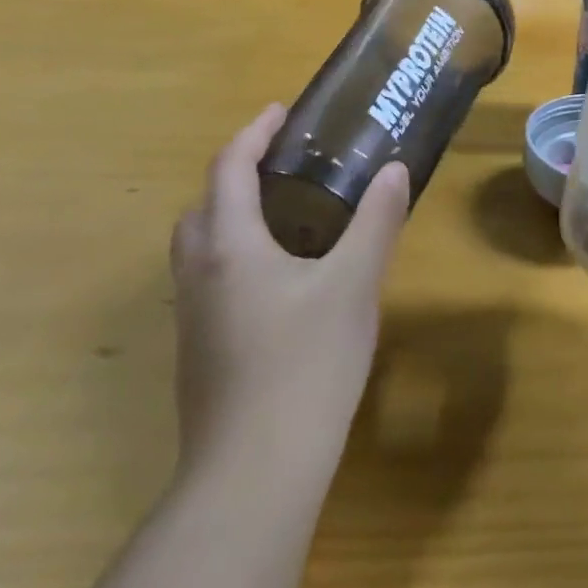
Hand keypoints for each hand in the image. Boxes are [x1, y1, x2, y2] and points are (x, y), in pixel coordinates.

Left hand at [169, 104, 408, 489]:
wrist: (254, 475)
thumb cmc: (306, 364)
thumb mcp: (354, 284)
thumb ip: (376, 222)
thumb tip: (395, 170)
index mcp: (230, 247)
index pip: (229, 170)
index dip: (252, 134)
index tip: (280, 112)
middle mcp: (200, 276)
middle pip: (202, 207)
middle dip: (235, 175)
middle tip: (281, 166)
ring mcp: (193, 321)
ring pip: (199, 249)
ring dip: (229, 217)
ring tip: (283, 217)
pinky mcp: (199, 357)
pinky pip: (208, 283)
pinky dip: (233, 258)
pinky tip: (278, 282)